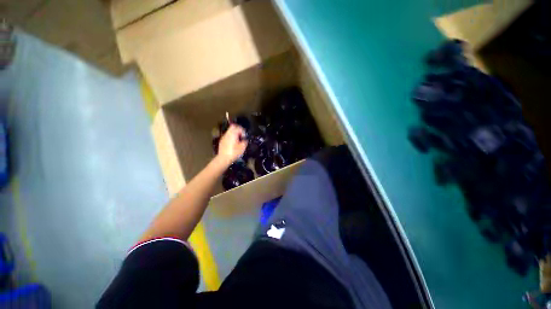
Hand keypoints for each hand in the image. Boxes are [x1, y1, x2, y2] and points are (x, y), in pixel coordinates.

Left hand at [216, 124, 247, 165]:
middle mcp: (228, 134)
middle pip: (233, 127)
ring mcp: (224, 137)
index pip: (239, 128)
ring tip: (238, 140)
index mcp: (233, 134)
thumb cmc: (233, 153)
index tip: (245, 136)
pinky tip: (233, 143)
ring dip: (234, 134)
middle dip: (238, 130)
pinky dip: (231, 137)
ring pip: (229, 131)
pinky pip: (227, 136)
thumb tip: (245, 140)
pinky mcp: (221, 141)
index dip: (243, 131)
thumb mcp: (242, 148)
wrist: (223, 158)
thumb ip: (245, 142)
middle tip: (241, 135)